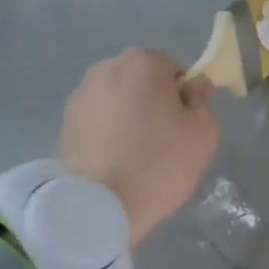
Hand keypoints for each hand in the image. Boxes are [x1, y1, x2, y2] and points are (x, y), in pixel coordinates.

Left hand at [57, 49, 219, 245]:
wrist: (101, 205)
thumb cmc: (160, 163)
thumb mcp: (204, 132)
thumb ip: (202, 101)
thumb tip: (194, 86)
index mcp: (142, 63)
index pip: (173, 68)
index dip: (184, 94)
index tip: (186, 123)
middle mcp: (105, 69)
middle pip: (142, 80)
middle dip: (154, 101)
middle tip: (165, 139)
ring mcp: (80, 96)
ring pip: (118, 100)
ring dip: (130, 116)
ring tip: (138, 154)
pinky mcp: (65, 124)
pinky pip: (99, 120)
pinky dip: (110, 133)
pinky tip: (117, 161)